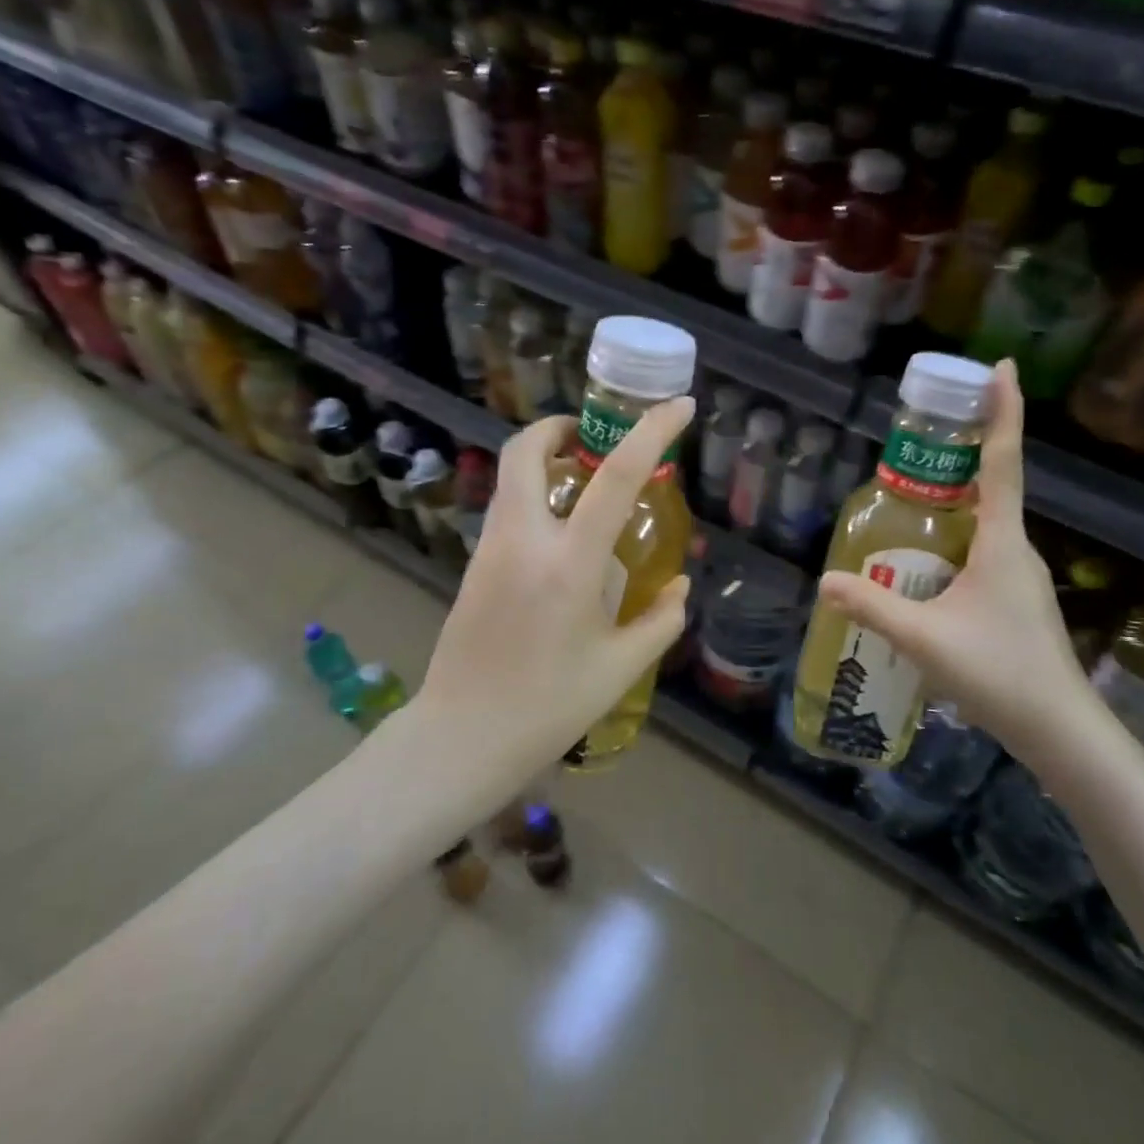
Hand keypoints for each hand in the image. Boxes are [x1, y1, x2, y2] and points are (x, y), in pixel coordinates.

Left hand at [414, 399, 695, 773]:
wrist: (461, 738)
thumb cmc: (549, 707)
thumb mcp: (620, 668)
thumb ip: (662, 620)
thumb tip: (681, 585)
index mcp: (569, 564)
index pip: (616, 477)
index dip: (652, 432)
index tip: (679, 405)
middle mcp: (524, 541)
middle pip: (525, 449)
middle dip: (559, 427)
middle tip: (593, 440)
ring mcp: (490, 550)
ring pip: (509, 477)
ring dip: (543, 461)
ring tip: (581, 483)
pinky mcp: (474, 566)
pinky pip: (505, 509)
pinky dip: (532, 495)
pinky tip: (560, 534)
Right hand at [816, 361, 1102, 772]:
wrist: (1059, 729)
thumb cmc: (998, 672)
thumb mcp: (923, 638)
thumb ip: (871, 607)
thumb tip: (823, 581)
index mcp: (1003, 542)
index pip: (1002, 463)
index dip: (1004, 412)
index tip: (1000, 368)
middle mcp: (1016, 548)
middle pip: (992, 485)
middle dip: (962, 453)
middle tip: (922, 434)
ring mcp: (1019, 575)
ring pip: (985, 523)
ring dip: (955, 500)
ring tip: (909, 497)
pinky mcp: (1014, 600)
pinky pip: (982, 552)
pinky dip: (954, 539)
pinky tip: (923, 566)